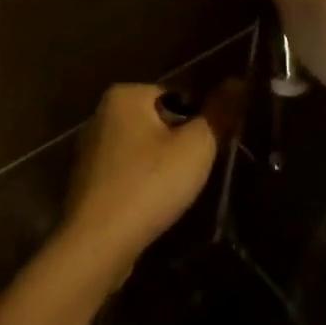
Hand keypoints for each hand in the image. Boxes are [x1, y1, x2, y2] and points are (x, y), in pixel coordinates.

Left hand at [56, 81, 242, 289]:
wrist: (97, 244)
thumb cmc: (149, 185)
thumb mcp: (196, 147)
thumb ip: (219, 112)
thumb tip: (239, 80)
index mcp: (124, 95)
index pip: (178, 96)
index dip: (199, 123)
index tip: (208, 151)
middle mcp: (100, 114)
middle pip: (159, 123)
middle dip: (179, 146)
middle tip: (192, 175)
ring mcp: (89, 149)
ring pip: (143, 150)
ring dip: (160, 168)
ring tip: (173, 194)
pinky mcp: (86, 181)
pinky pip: (126, 173)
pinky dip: (141, 185)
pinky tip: (150, 207)